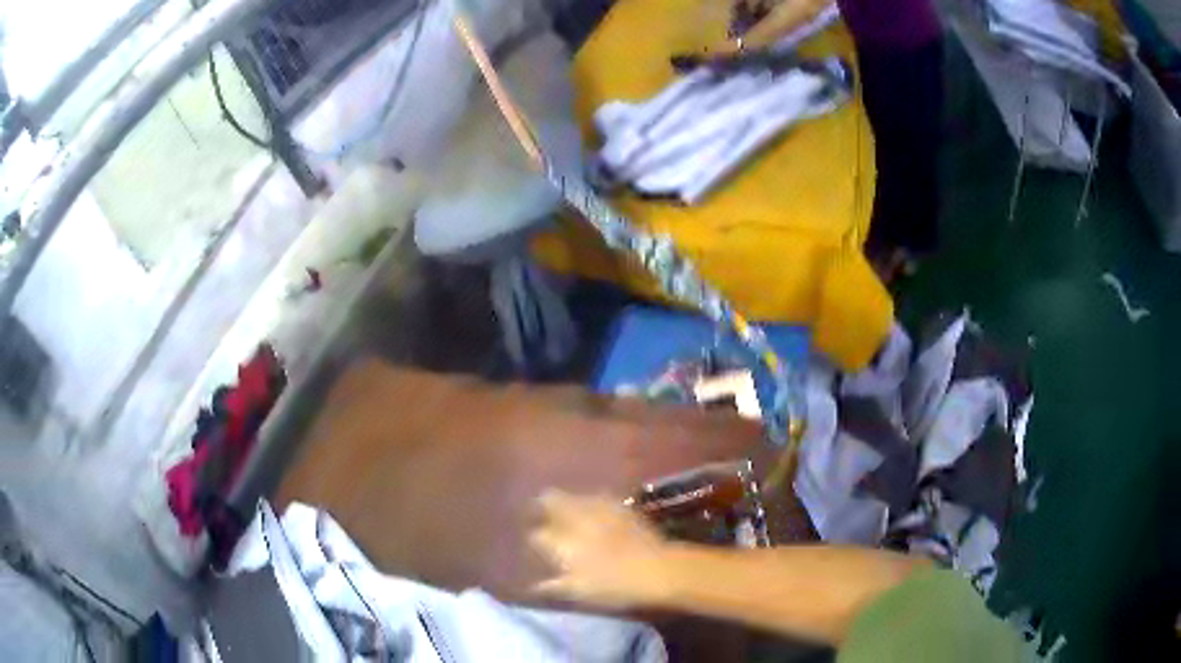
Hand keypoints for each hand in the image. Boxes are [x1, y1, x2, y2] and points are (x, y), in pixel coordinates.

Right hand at [529, 490, 671, 608]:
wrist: (656, 568)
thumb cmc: (613, 585)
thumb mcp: (579, 591)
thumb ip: (552, 586)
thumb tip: (534, 586)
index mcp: (559, 540)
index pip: (536, 534)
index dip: (534, 539)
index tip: (535, 544)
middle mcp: (573, 516)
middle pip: (549, 499)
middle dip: (543, 506)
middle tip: (543, 516)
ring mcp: (598, 505)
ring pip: (572, 495)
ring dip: (566, 502)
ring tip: (568, 513)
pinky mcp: (619, 504)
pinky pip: (596, 497)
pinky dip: (590, 503)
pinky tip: (595, 512)